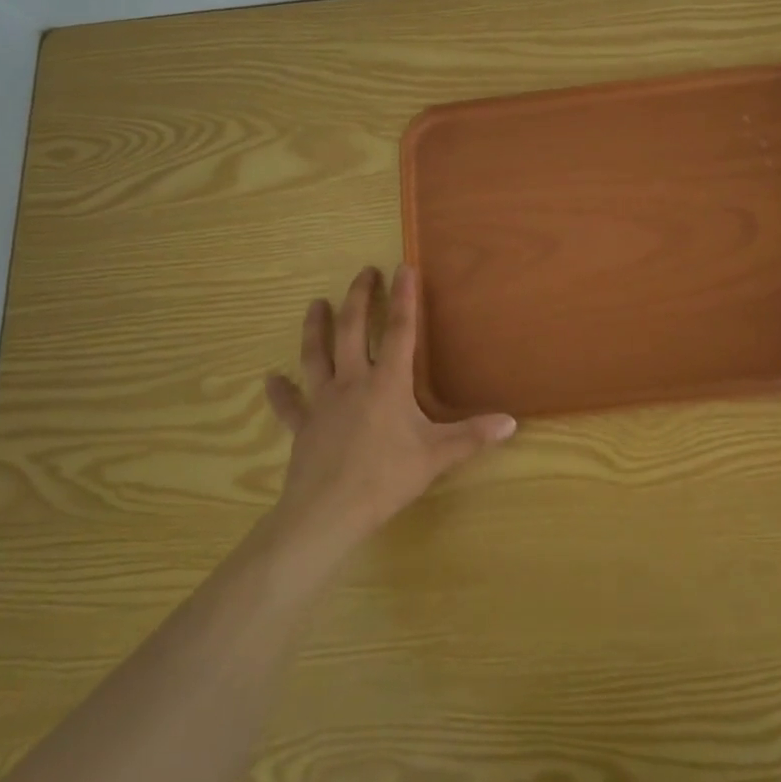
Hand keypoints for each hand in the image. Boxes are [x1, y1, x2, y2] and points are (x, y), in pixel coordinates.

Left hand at [265, 264, 515, 556]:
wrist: (327, 514)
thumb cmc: (385, 479)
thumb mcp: (437, 456)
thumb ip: (473, 436)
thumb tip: (511, 422)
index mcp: (387, 383)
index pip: (400, 330)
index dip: (404, 297)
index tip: (404, 267)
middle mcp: (352, 382)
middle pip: (353, 330)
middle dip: (359, 298)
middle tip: (364, 272)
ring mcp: (323, 402)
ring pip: (315, 355)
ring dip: (316, 328)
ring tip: (316, 304)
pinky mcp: (303, 427)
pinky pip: (289, 405)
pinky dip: (280, 391)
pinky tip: (269, 379)